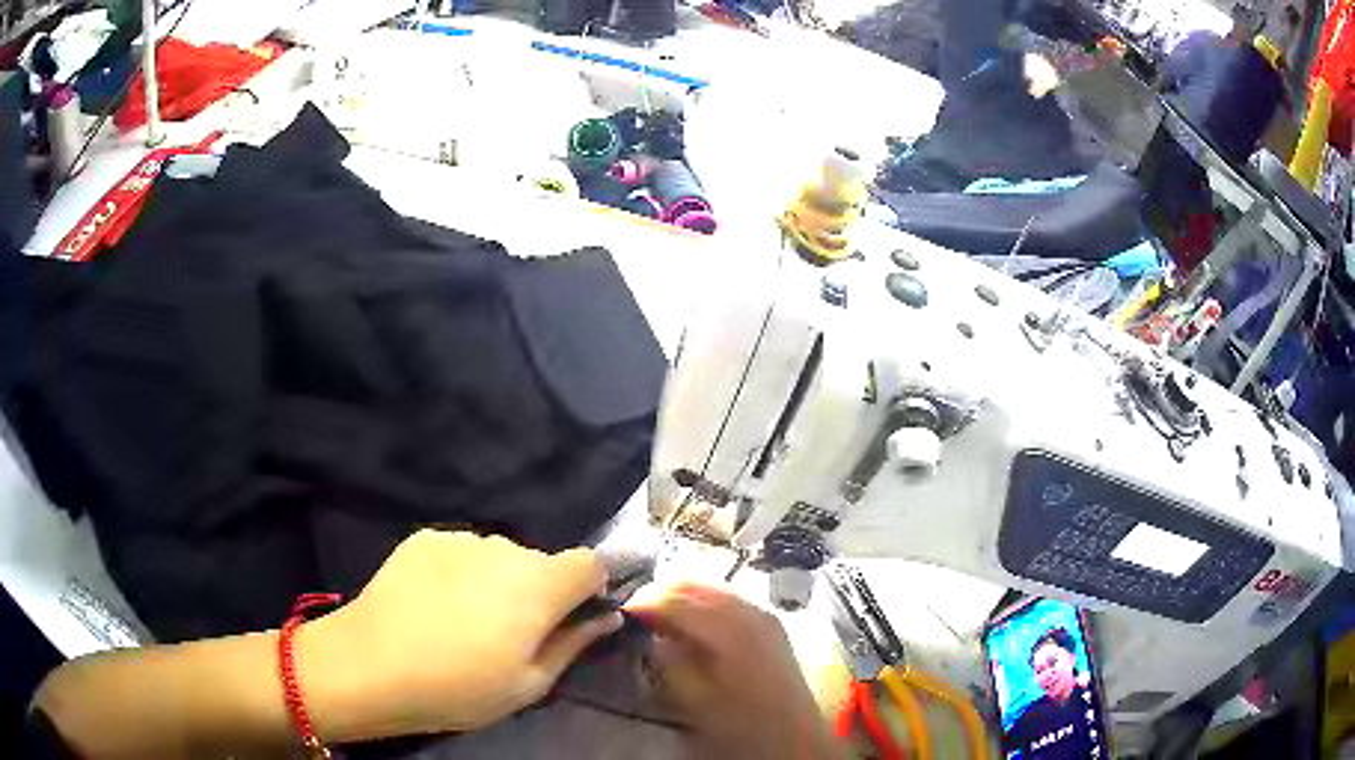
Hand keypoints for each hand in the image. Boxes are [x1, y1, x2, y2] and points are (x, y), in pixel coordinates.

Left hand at [303, 530, 621, 740]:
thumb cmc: (460, 687)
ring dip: (496, 582)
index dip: (590, 587)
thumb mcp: (530, 684)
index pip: (591, 562)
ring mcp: (461, 538)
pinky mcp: (425, 538)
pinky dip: (459, 573)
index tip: (572, 617)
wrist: (372, 665)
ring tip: (465, 620)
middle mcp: (506, 548)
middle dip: (538, 591)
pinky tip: (433, 605)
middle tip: (510, 634)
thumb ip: (574, 644)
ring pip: (498, 557)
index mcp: (540, 585)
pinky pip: (460, 552)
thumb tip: (607, 618)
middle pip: (541, 562)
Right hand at [626, 583, 840, 759]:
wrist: (793, 734)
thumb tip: (653, 634)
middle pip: (695, 583)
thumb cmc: (741, 722)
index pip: (675, 600)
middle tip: (637, 609)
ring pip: (713, 585)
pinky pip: (729, 595)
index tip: (621, 611)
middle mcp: (748, 609)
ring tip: (660, 612)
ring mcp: (763, 611)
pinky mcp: (770, 620)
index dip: (644, 602)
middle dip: (662, 590)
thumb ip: (670, 660)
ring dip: (683, 593)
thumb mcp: (695, 697)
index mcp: (728, 628)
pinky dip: (704, 599)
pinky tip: (692, 618)